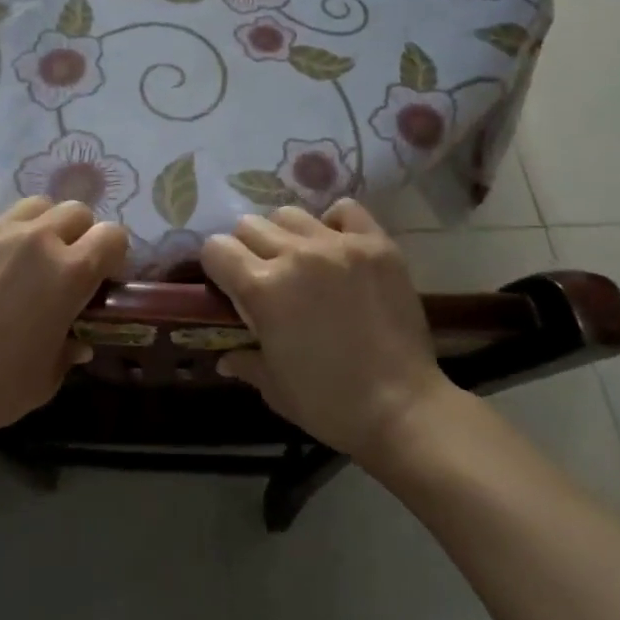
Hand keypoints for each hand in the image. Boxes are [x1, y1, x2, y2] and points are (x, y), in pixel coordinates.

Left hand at [0, 197, 128, 448]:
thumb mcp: (51, 374)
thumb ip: (71, 345)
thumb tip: (77, 338)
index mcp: (70, 271)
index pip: (112, 235)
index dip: (112, 255)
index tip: (102, 277)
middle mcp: (36, 239)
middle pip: (74, 210)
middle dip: (78, 234)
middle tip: (62, 266)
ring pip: (31, 208)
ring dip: (38, 228)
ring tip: (22, 260)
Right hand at [202, 200, 452, 461]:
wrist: (403, 408)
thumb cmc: (330, 404)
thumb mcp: (274, 388)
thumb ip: (245, 361)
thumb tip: (225, 357)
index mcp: (262, 289)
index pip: (216, 248)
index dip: (216, 266)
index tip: (227, 284)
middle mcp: (295, 255)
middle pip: (250, 225)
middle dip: (248, 248)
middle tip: (265, 275)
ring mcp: (338, 245)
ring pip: (291, 214)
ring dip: (286, 235)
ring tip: (301, 261)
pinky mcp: (376, 245)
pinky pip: (345, 211)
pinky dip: (334, 223)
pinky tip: (337, 248)